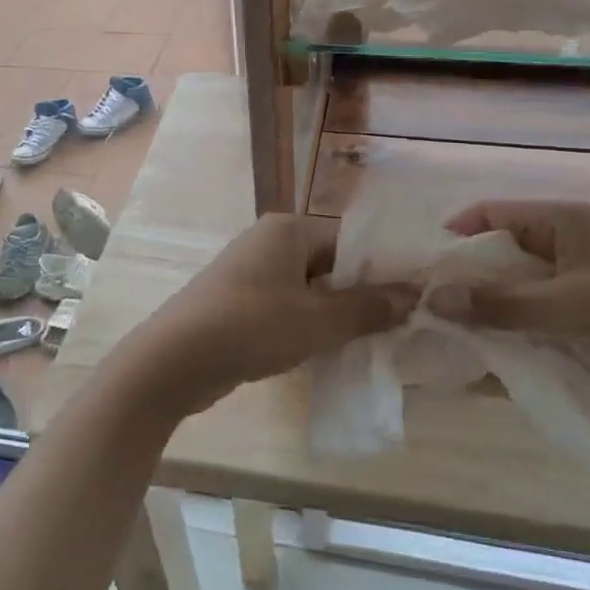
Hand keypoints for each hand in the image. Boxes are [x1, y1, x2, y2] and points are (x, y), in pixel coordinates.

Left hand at [119, 214, 417, 418]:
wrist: (175, 360)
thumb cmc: (252, 327)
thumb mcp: (318, 321)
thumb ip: (367, 307)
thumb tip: (413, 294)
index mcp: (288, 230)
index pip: (350, 240)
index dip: (383, 269)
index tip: (415, 299)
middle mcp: (268, 242)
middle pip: (330, 264)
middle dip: (360, 295)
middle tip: (398, 327)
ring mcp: (250, 272)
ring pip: (308, 289)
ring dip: (334, 314)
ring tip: (370, 343)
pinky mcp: (238, 302)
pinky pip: (286, 307)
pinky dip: (307, 325)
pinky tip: (327, 352)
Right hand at [425, 200, 589, 397]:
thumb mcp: (568, 306)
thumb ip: (499, 304)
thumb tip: (432, 299)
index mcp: (564, 219)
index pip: (491, 213)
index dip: (454, 236)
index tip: (423, 270)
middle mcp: (572, 239)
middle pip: (504, 251)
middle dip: (471, 280)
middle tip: (436, 312)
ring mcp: (588, 274)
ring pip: (524, 285)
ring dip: (497, 308)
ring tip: (463, 336)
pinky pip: (548, 310)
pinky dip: (526, 326)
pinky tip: (507, 350)